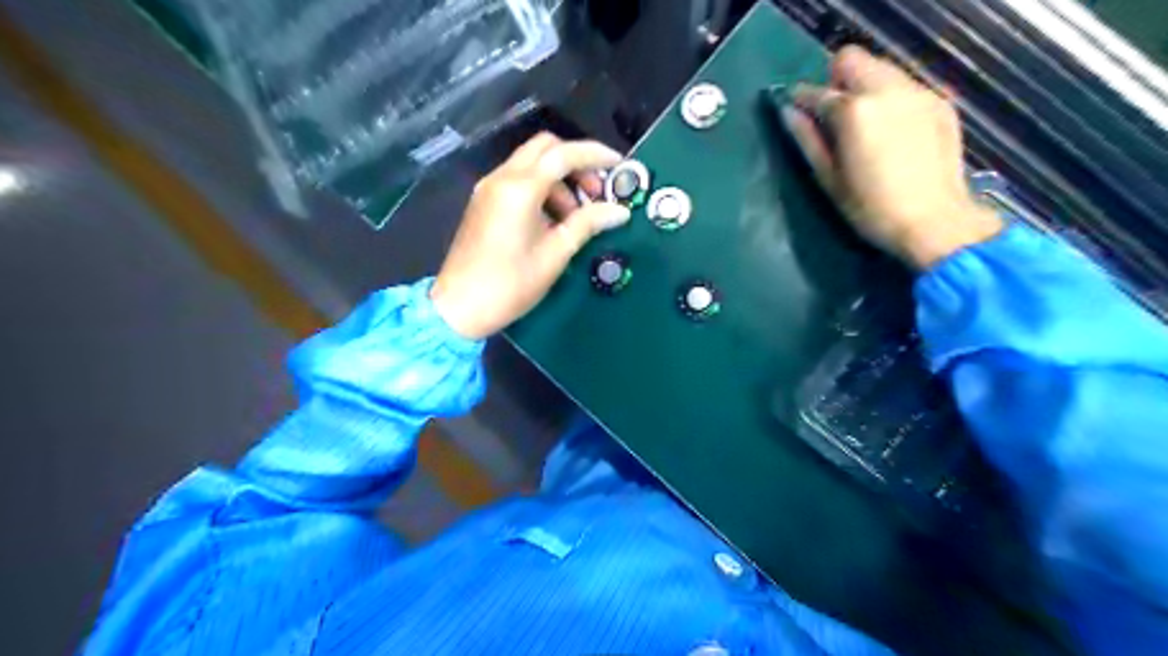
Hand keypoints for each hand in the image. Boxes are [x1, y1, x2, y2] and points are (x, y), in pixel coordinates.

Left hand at [427, 131, 628, 338]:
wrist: (459, 308)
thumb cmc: (510, 285)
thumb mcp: (555, 255)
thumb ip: (587, 225)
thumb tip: (620, 212)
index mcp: (520, 189)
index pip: (563, 155)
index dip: (594, 155)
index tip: (618, 165)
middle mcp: (501, 178)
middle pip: (544, 148)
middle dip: (575, 162)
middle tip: (595, 193)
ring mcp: (489, 188)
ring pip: (531, 164)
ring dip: (559, 179)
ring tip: (575, 218)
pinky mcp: (483, 202)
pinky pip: (518, 180)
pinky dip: (541, 189)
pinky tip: (553, 221)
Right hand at [778, 47, 998, 268]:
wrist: (935, 222)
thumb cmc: (871, 209)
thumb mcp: (829, 179)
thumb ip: (807, 140)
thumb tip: (788, 113)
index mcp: (855, 111)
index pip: (817, 92)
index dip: (800, 99)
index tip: (794, 109)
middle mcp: (887, 89)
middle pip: (852, 60)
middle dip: (835, 80)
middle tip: (831, 114)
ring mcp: (918, 92)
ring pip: (881, 68)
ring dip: (864, 86)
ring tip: (862, 123)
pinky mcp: (939, 102)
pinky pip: (905, 85)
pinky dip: (890, 98)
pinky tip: (891, 131)